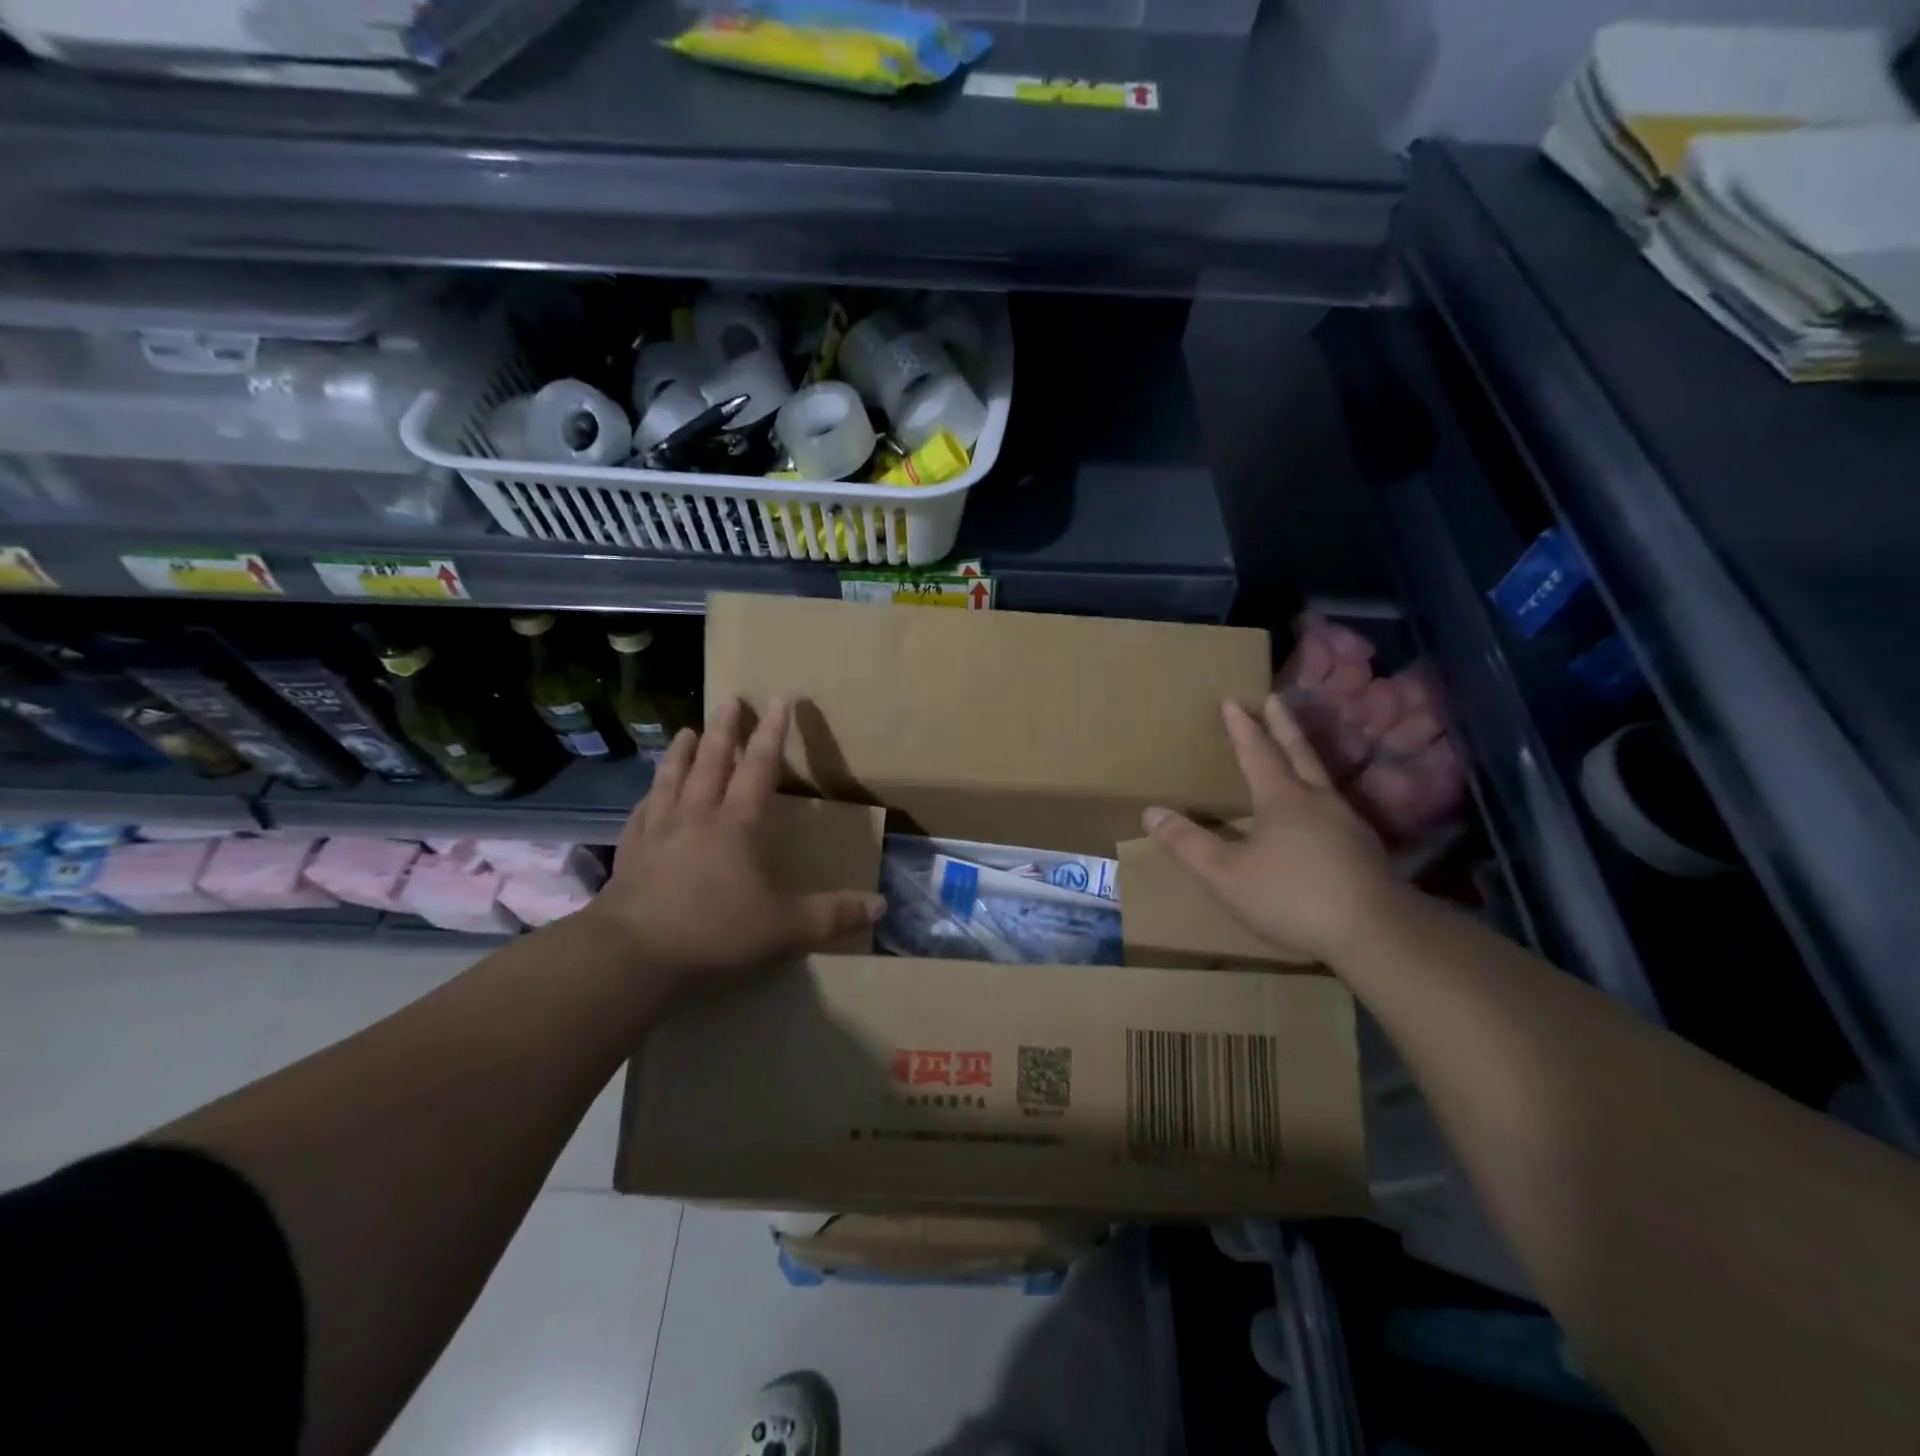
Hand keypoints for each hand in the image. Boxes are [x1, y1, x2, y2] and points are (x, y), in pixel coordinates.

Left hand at [587, 697, 885, 993]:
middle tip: (731, 700)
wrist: (630, 956)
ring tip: (686, 730)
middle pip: (712, 762)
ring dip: (682, 752)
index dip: (773, 732)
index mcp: (736, 825)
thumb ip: (832, 915)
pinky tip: (650, 794)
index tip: (781, 698)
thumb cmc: (712, 933)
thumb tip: (881, 905)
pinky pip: (642, 812)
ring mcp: (658, 831)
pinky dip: (650, 795)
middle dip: (724, 729)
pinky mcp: (629, 853)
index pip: (760, 767)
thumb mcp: (783, 929)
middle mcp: (696, 816)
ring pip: (672, 779)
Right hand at [1145, 696, 1404, 965]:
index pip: (1258, 752)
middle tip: (1275, 699)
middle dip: (1282, 725)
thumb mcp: (1225, 874)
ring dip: (1305, 756)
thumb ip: (1188, 843)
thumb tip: (1151, 812)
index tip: (1232, 700)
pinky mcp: (1365, 850)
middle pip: (1298, 753)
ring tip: (1296, 750)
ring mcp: (1347, 824)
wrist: (1376, 932)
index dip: (1243, 727)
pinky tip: (1319, 812)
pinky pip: (1335, 808)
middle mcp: (1317, 801)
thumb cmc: (1292, 895)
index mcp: (1282, 799)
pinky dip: (1319, 794)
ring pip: (1321, 778)